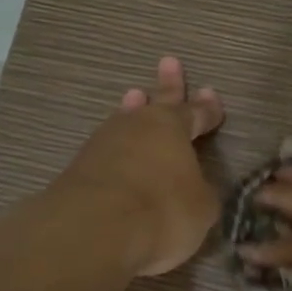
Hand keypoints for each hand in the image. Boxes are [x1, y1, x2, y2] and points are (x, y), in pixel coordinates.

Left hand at [54, 57, 225, 276]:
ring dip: (133, 111)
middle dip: (168, 85)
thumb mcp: (201, 207)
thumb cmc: (161, 210)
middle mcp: (138, 126)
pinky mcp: (79, 167)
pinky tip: (114, 150)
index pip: (196, 113)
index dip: (207, 109)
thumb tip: (195, 189)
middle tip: (169, 62)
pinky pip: (107, 149)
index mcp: (172, 128)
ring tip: (135, 97)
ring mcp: (104, 144)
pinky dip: (116, 148)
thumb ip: (201, 193)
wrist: (93, 228)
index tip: (212, 95)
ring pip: (125, 120)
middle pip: (157, 101)